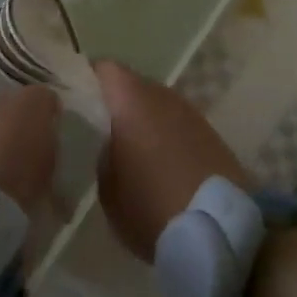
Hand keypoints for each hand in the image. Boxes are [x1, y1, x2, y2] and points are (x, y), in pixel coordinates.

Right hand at [95, 60, 249, 261]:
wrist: (218, 227)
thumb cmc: (151, 205)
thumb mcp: (108, 188)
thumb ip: (103, 155)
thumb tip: (110, 143)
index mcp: (131, 100)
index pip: (104, 69)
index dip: (89, 79)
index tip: (78, 98)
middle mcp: (161, 94)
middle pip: (132, 84)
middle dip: (118, 102)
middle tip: (103, 129)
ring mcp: (189, 110)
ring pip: (157, 104)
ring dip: (145, 119)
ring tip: (135, 150)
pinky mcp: (209, 131)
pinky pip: (178, 123)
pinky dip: (167, 134)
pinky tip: (163, 163)